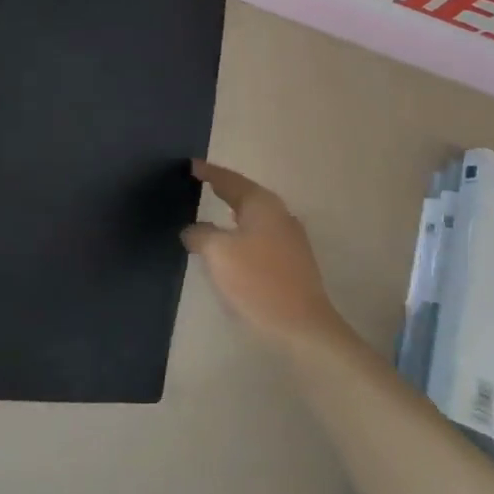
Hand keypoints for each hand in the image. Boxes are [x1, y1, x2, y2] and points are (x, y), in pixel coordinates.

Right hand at [185, 162, 345, 349]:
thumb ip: (200, 234)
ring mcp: (291, 238)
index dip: (208, 172)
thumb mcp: (218, 253)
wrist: (302, 328)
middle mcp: (280, 213)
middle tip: (200, 184)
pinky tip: (233, 246)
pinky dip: (243, 234)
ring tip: (213, 213)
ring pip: (255, 217)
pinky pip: (261, 237)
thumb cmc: (257, 282)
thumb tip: (192, 229)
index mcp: (262, 204)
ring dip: (233, 213)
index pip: (229, 179)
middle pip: (246, 194)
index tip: (191, 165)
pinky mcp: (294, 262)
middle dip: (223, 189)